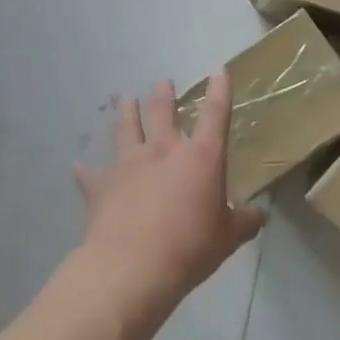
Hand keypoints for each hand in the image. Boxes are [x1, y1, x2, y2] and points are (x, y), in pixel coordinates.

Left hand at [70, 73, 265, 321]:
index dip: (220, 91)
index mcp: (201, 158)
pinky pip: (92, 175)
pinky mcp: (101, 188)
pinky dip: (87, 170)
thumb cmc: (190, 247)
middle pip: (163, 113)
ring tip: (123, 100)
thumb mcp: (228, 237)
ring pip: (125, 130)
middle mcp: (163, 152)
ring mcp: (128, 166)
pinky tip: (79, 166)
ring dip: (125, 114)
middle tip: (163, 82)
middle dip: (164, 95)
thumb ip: (244, 222)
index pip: (215, 115)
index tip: (220, 71)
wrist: (131, 269)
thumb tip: (260, 216)